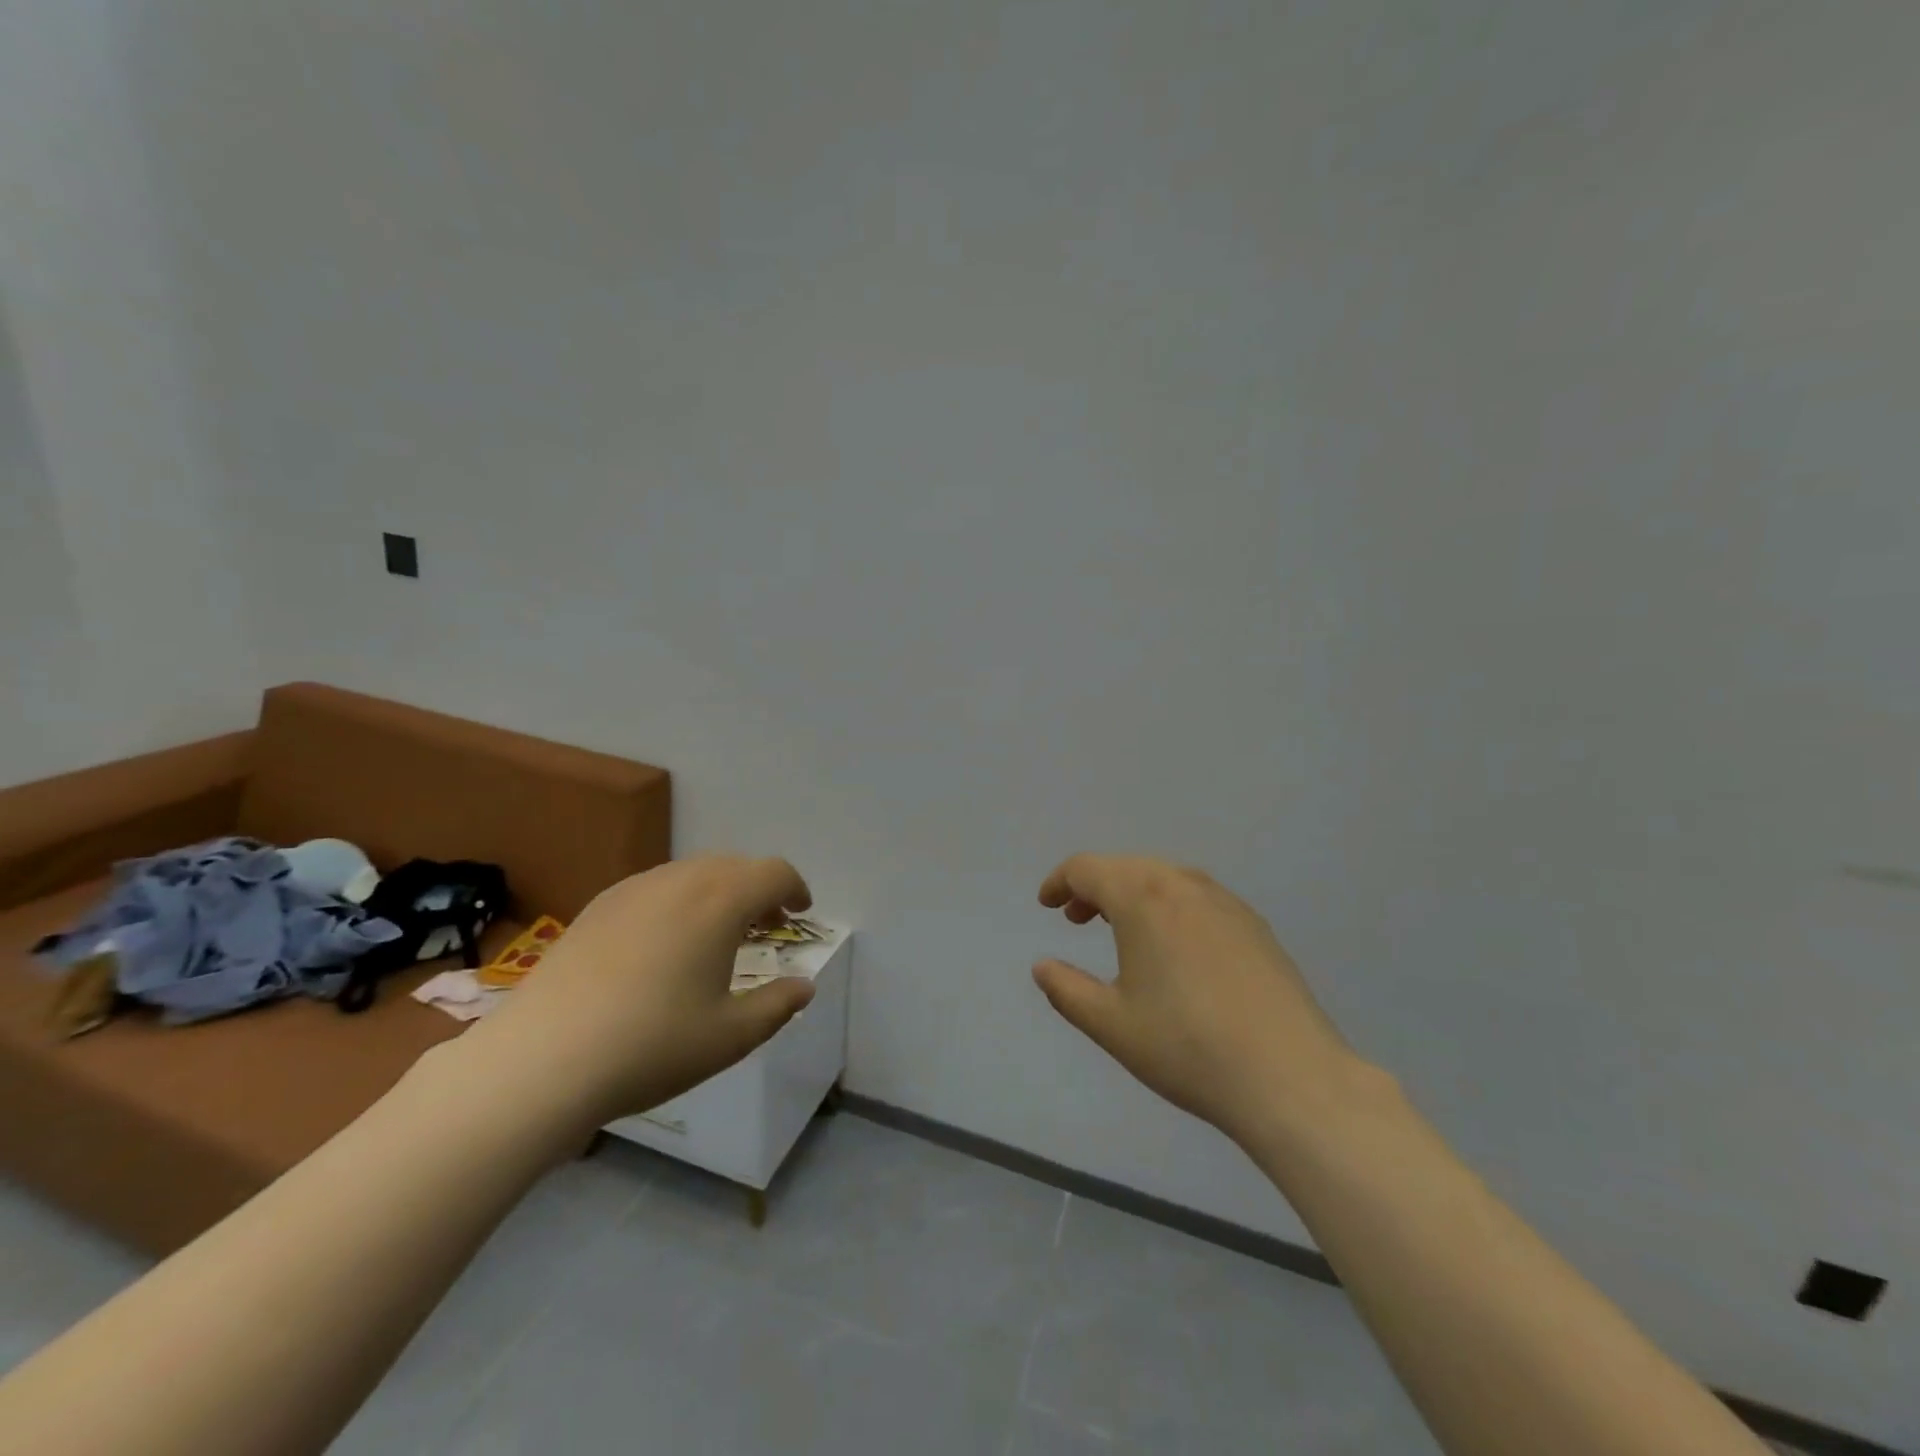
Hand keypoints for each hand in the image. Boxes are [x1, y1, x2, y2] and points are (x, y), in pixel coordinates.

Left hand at [462, 856, 816, 1133]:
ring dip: (720, 893)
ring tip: (720, 935)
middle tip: (768, 925)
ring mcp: (633, 889)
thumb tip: (804, 986)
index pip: (774, 872)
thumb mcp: (731, 1036)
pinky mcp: (598, 907)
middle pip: (735, 866)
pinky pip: (657, 887)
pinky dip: (681, 901)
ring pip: (693, 873)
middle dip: (760, 889)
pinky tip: (667, 944)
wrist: (541, 1059)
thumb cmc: (652, 1045)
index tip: (801, 912)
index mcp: (721, 901)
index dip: (796, 888)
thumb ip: (778, 1005)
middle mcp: (680, 880)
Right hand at [1034, 854, 1360, 1145]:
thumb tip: (1042, 966)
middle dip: (1094, 887)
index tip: (1046, 904)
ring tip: (1121, 930)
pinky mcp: (1255, 925)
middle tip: (1076, 919)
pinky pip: (1197, 897)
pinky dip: (1169, 905)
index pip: (1087, 869)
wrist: (1290, 1078)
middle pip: (1126, 867)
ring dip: (1132, 893)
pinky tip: (1174, 947)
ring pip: (1164, 878)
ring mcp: (1225, 902)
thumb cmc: (1186, 1048)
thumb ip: (1067, 990)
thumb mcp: (1111, 1024)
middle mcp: (1183, 885)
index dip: (1059, 881)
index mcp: (1143, 898)